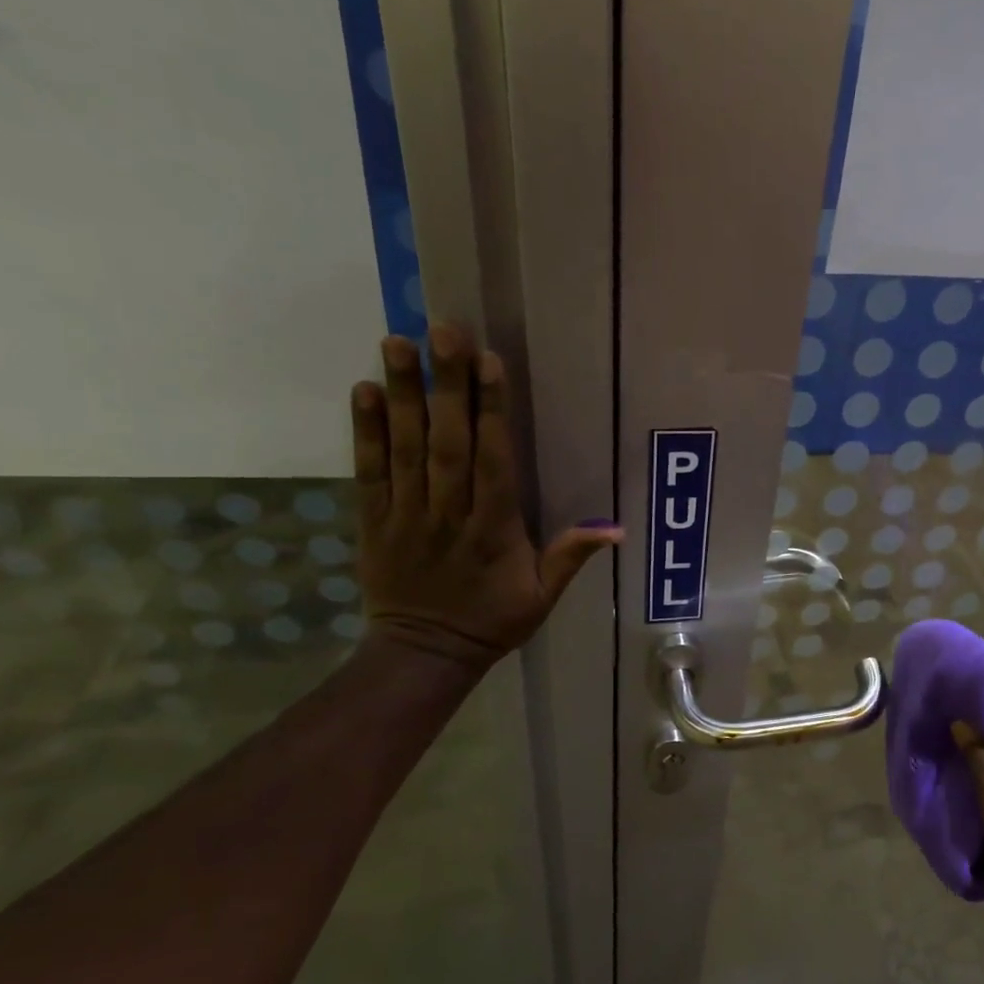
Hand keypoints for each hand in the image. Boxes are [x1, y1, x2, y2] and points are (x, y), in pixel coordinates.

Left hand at [350, 327, 620, 668]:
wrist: (424, 654)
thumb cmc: (492, 621)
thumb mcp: (543, 597)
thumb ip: (571, 557)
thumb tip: (617, 529)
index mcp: (494, 529)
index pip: (493, 460)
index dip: (492, 410)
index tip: (490, 361)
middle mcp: (449, 512)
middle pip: (448, 441)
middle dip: (447, 384)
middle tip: (443, 329)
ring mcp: (407, 514)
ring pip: (406, 447)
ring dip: (403, 393)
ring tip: (398, 342)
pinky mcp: (374, 520)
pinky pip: (369, 471)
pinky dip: (366, 431)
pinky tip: (366, 390)